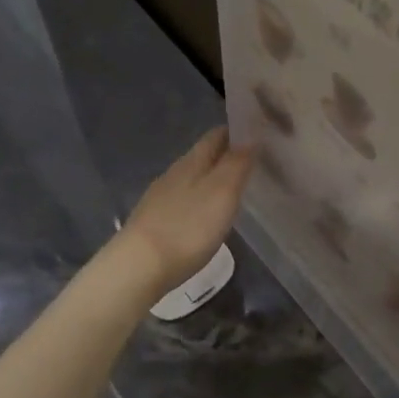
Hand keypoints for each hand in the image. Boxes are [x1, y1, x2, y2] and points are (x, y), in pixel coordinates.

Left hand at [115, 128, 254, 295]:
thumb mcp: (222, 193)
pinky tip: (206, 215)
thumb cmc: (187, 228)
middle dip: (226, 155)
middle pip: (203, 156)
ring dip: (212, 179)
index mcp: (191, 162)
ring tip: (234, 190)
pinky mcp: (154, 222)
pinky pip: (182, 201)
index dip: (237, 131)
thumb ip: (237, 164)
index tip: (259, 134)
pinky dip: (199, 201)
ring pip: (191, 179)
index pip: (216, 135)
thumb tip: (251, 137)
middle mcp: (173, 174)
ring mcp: (160, 198)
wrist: (139, 266)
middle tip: (254, 163)